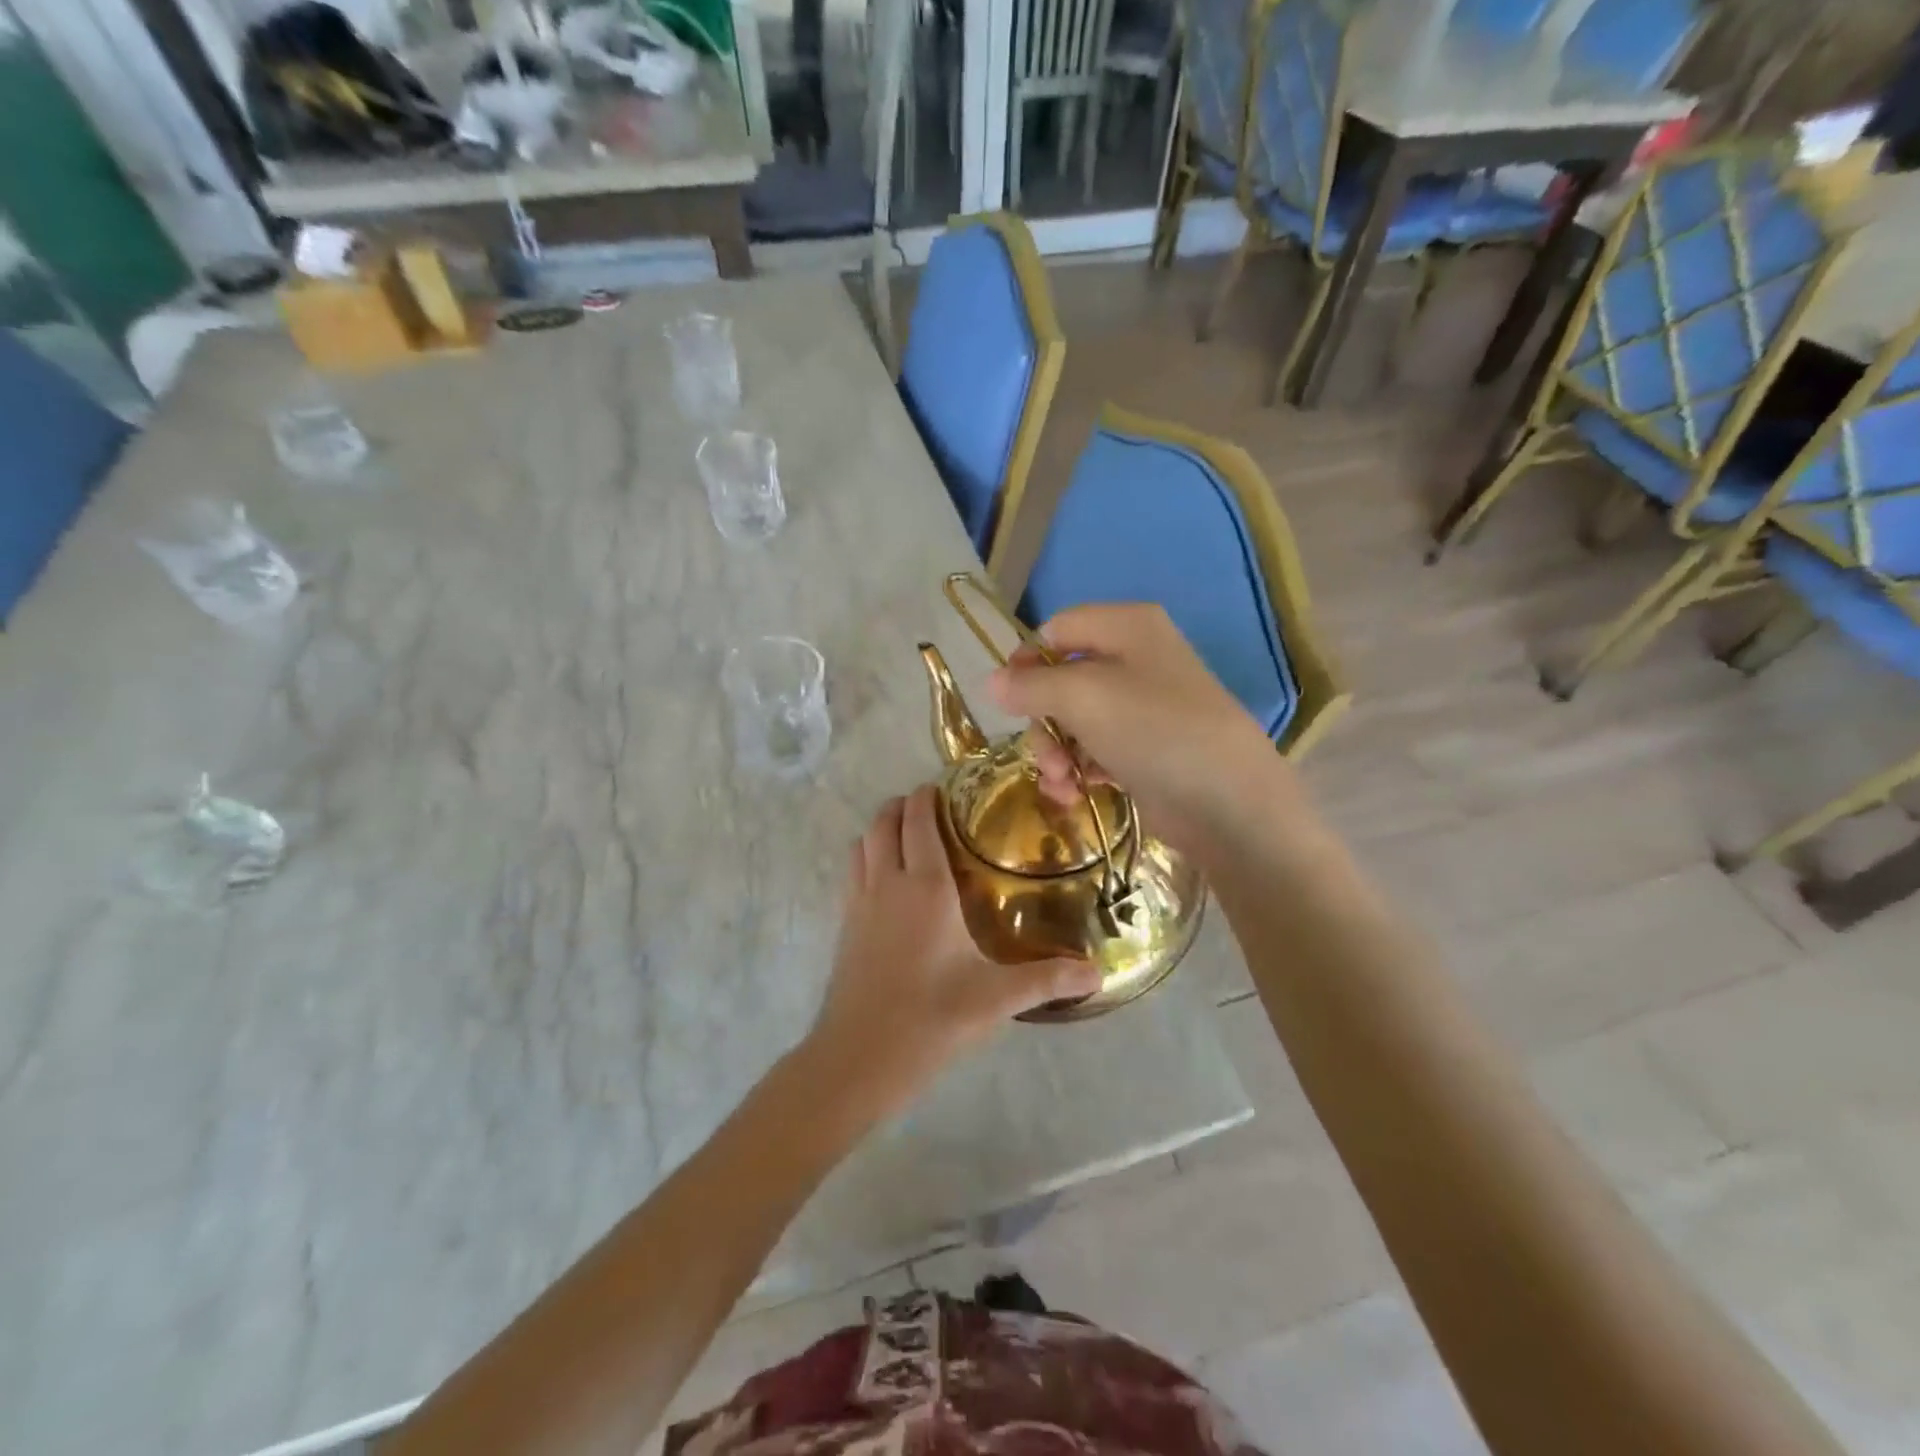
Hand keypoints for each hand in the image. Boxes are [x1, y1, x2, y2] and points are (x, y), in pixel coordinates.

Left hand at [807, 787, 1100, 1106]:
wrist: (859, 1058)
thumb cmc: (932, 1018)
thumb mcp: (996, 998)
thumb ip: (1048, 979)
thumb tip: (1097, 974)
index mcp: (925, 886)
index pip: (919, 820)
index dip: (927, 797)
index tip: (945, 788)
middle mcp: (888, 882)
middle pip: (884, 822)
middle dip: (903, 805)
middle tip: (931, 808)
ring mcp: (859, 903)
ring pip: (862, 843)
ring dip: (880, 829)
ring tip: (907, 837)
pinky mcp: (844, 926)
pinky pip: (852, 872)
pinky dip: (866, 857)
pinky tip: (886, 882)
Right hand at [987, 603, 1295, 855]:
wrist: (1228, 803)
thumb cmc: (1153, 730)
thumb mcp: (1083, 697)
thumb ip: (1030, 685)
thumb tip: (991, 681)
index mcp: (1127, 627)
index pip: (1057, 629)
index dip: (1027, 661)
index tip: (1010, 699)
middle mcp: (1135, 659)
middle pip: (1062, 679)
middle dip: (1043, 720)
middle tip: (1044, 753)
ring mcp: (1143, 708)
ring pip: (1075, 720)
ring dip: (1056, 751)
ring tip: (1060, 781)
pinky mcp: (1145, 750)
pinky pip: (1095, 749)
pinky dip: (1079, 769)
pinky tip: (1073, 793)